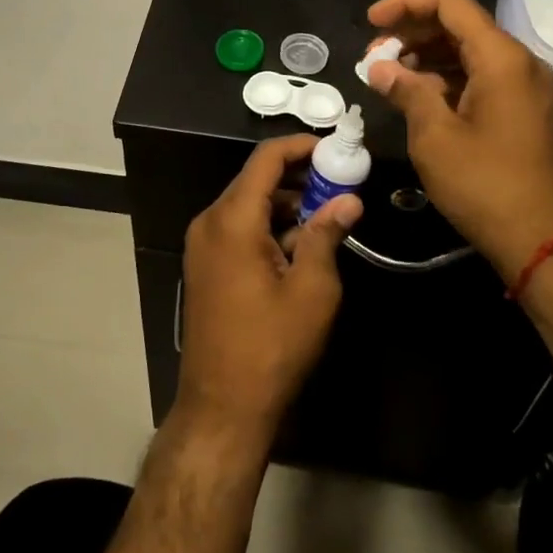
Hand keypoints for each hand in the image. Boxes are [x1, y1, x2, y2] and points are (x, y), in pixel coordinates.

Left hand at [178, 135, 364, 439]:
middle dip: (300, 175)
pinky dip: (269, 225)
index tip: (336, 148)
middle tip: (341, 182)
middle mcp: (210, 221)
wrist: (221, 407)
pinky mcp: (205, 263)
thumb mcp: (312, 290)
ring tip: (329, 213)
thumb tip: (349, 200)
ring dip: (287, 202)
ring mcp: (203, 243)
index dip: (301, 145)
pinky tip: (301, 243)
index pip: (266, 158)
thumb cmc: (271, 347)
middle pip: (256, 179)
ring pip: (249, 203)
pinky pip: (239, 227)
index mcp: (233, 219)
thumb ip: (327, 234)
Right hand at [363, 0, 552, 277]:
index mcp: (501, 57)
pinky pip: (482, 75)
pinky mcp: (525, 109)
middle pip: (460, 23)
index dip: (405, 2)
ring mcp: (527, 86)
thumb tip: (379, 68)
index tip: (370, 22)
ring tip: (389, 76)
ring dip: (427, 54)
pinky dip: (447, 76)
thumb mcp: (435, 137)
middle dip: (412, 31)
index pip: (449, 2)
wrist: (547, 244)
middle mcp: (519, 61)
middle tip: (373, 55)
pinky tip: (418, 95)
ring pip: (470, 49)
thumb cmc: (486, 186)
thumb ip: (406, 91)